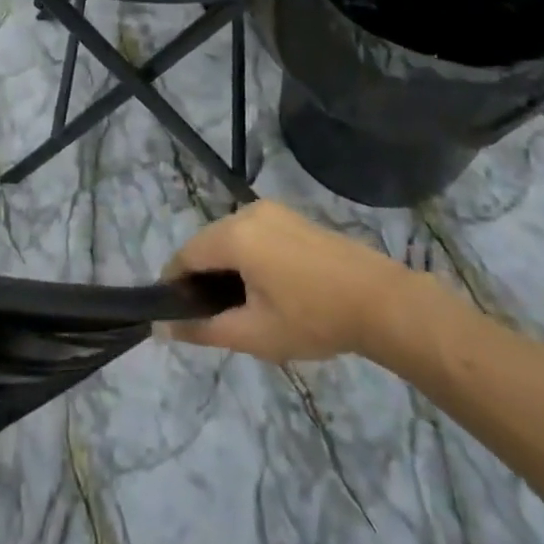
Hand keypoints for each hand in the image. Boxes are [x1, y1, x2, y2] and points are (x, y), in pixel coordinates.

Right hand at [158, 201, 408, 363]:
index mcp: (234, 235)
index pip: (185, 254)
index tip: (177, 314)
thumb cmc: (314, 319)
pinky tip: (266, 287)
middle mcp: (247, 212)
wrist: (380, 300)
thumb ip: (204, 329)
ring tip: (242, 306)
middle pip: (207, 242)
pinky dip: (247, 256)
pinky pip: (252, 233)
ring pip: (230, 237)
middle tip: (214, 317)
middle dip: (202, 277)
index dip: (174, 284)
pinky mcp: (291, 216)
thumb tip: (163, 329)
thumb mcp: (255, 334)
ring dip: (225, 267)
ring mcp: (272, 210)